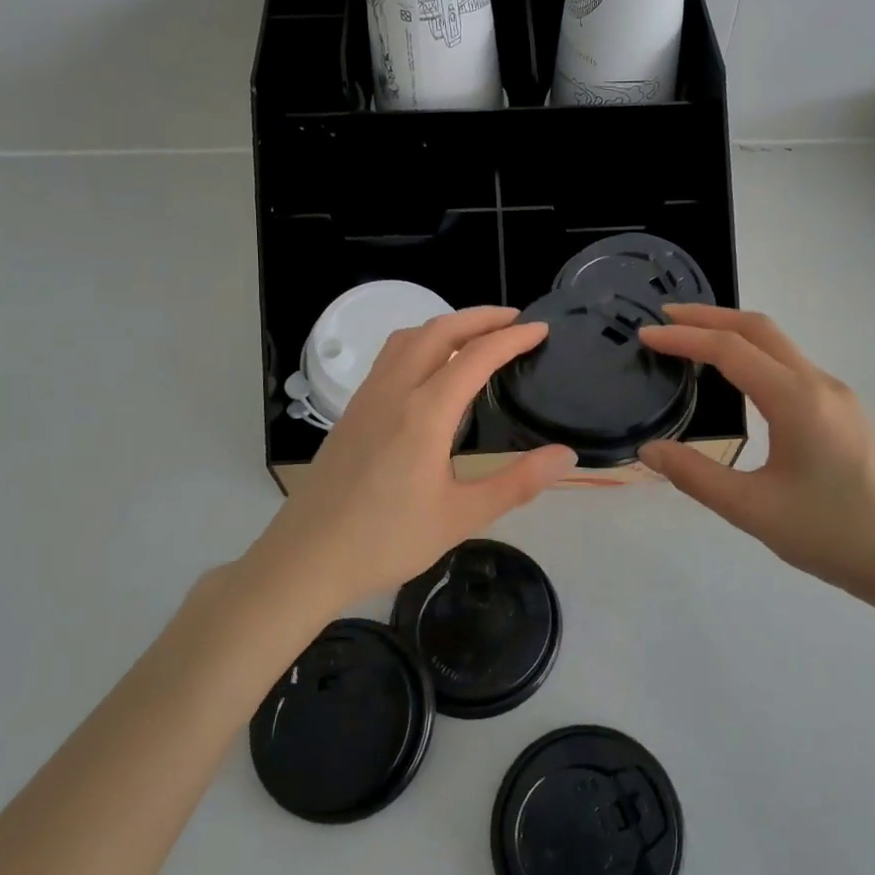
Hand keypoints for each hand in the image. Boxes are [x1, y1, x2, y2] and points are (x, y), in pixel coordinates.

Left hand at [248, 308, 574, 606]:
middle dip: (480, 317)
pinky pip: (390, 357)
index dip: (512, 338)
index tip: (541, 330)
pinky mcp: (352, 411)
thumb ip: (517, 483)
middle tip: (514, 320)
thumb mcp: (462, 517)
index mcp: (426, 413)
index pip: (476, 356)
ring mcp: (367, 397)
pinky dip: (420, 343)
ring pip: (408, 338)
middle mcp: (394, 391)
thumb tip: (566, 456)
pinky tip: (430, 369)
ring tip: (475, 335)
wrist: (308, 557)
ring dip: (446, 325)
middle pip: (438, 331)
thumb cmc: (387, 540)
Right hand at [638, 305, 874, 612]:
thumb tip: (649, 450)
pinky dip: (754, 355)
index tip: (645, 335)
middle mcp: (819, 384)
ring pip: (779, 345)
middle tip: (665, 318)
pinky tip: (737, 379)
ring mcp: (837, 396)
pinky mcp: (844, 413)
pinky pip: (791, 366)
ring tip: (692, 341)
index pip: (730, 349)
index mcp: (796, 400)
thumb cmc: (831, 534)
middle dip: (709, 316)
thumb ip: (695, 475)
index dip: (684, 337)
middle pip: (759, 329)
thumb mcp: (751, 510)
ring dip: (733, 333)